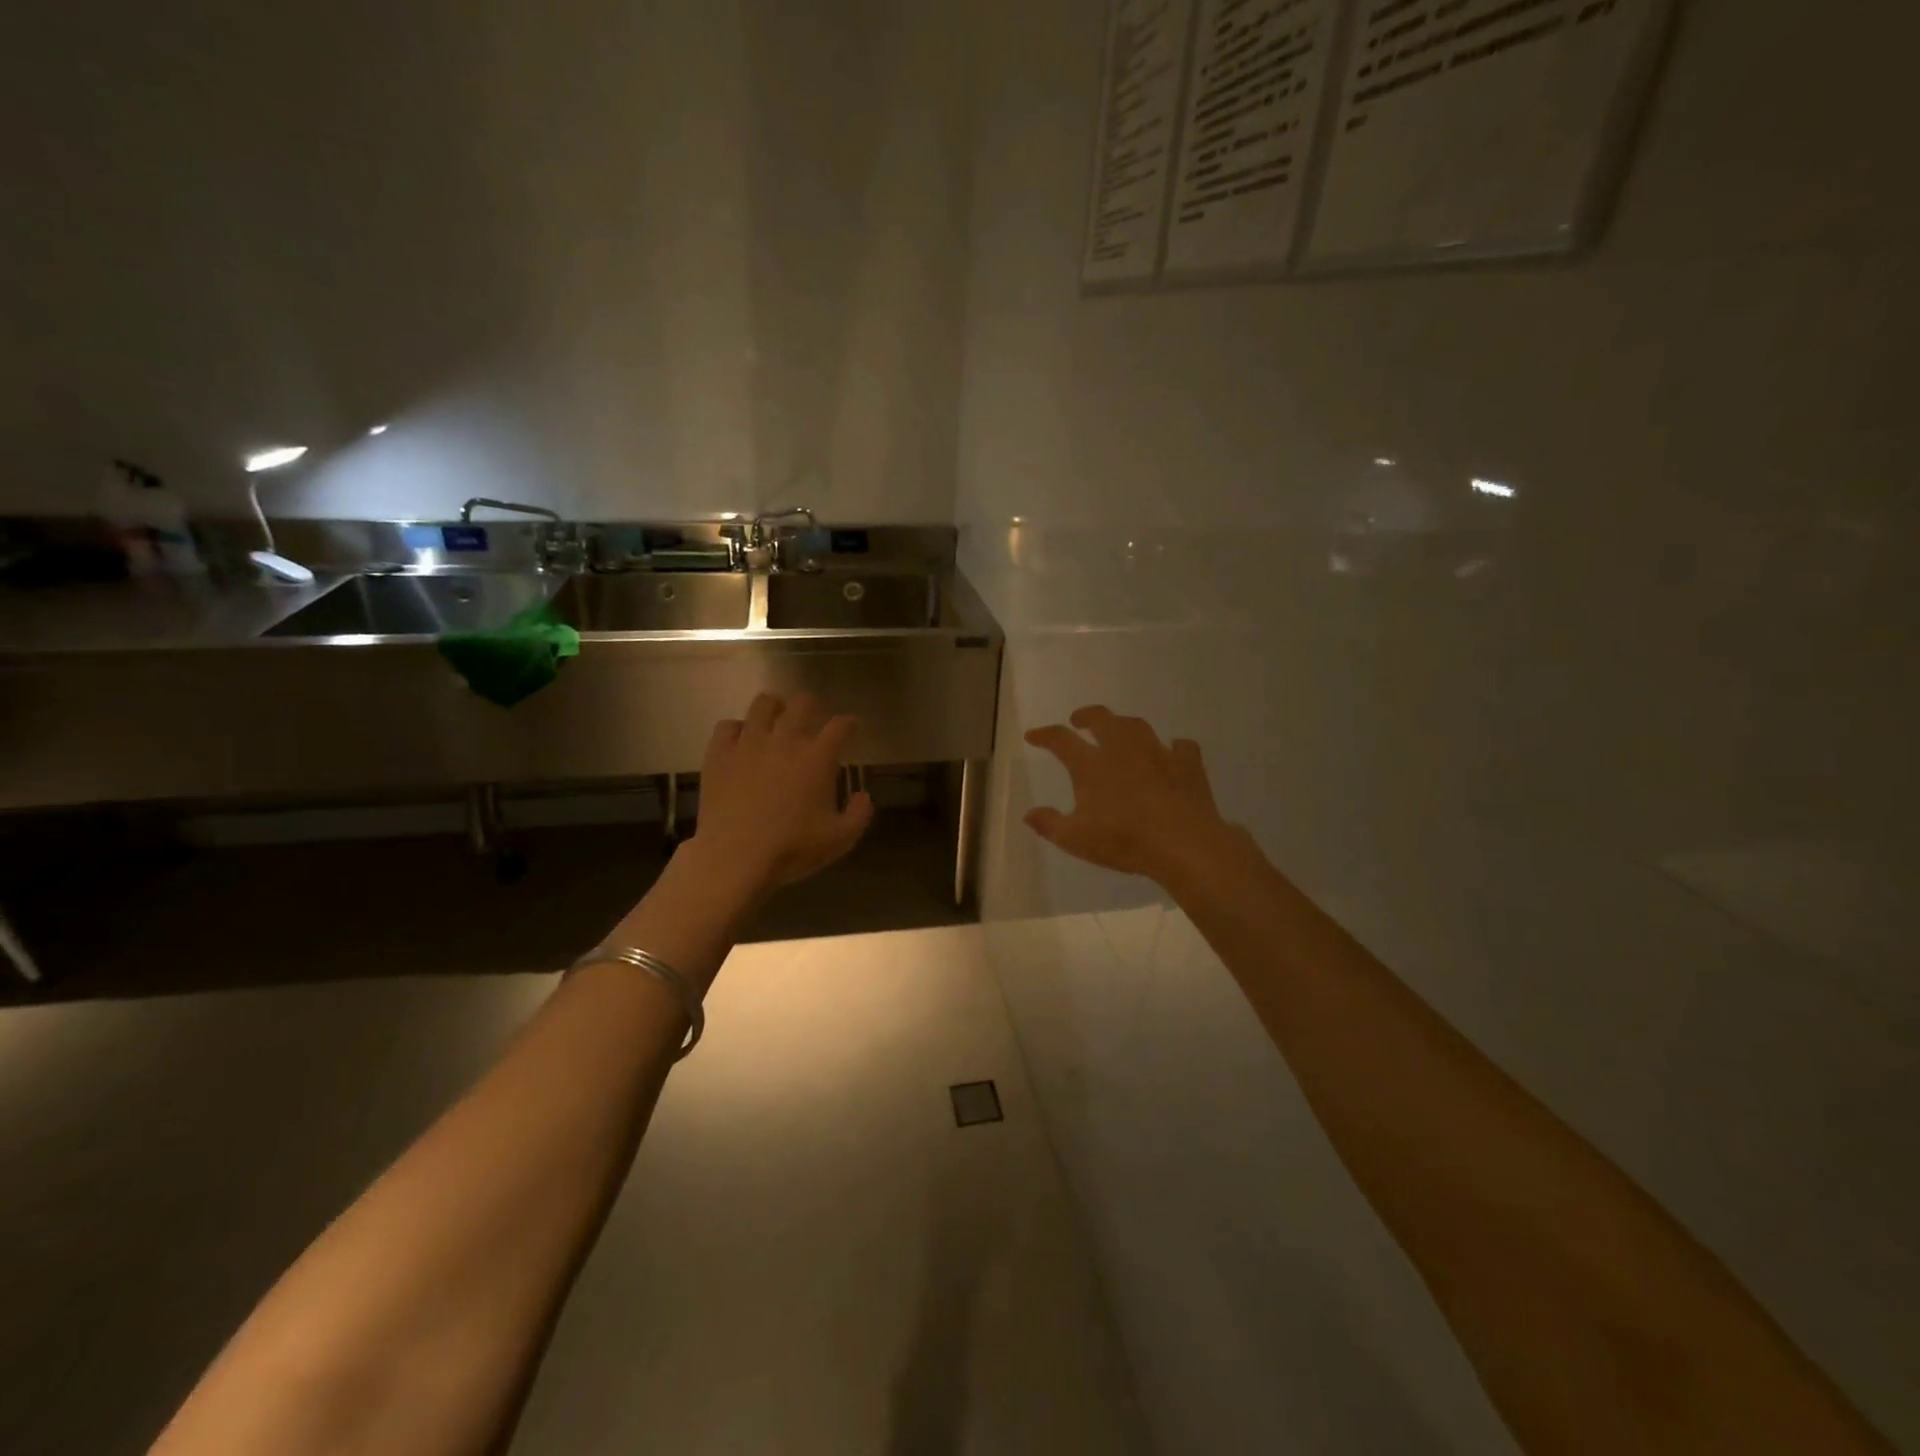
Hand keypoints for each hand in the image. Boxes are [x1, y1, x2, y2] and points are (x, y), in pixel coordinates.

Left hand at [690, 692, 874, 897]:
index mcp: (818, 757)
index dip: (850, 723)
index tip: (852, 728)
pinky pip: (728, 725)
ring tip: (777, 721)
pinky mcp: (719, 753)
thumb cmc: (792, 849)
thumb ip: (860, 814)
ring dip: (775, 709)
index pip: (840, 725)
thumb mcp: (840, 840)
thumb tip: (863, 796)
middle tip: (814, 718)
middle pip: (802, 702)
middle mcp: (785, 739)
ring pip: (763, 704)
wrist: (735, 858)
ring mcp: (749, 743)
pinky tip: (742, 742)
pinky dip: (738, 730)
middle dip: (813, 706)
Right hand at [1024, 706, 1237, 885]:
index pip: (1061, 739)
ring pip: (1137, 725)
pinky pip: (1180, 746)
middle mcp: (1122, 749)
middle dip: (1086, 716)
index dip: (1044, 735)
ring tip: (1119, 730)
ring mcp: (1158, 752)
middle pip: (1102, 719)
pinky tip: (1171, 752)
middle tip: (1078, 720)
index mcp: (1092, 765)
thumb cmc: (1125, 840)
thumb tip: (1028, 814)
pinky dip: (1172, 747)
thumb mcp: (1076, 839)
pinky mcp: (1187, 763)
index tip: (1033, 735)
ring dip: (1123, 724)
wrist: (1184, 843)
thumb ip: (1050, 824)